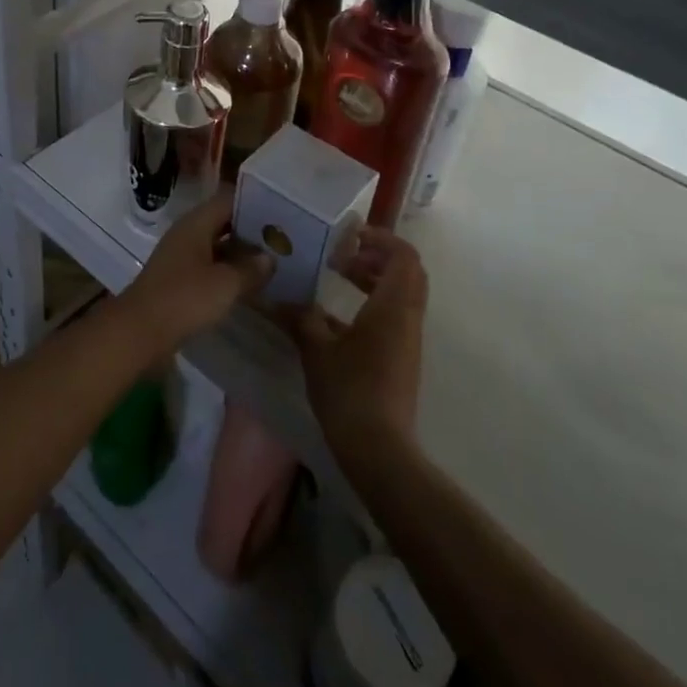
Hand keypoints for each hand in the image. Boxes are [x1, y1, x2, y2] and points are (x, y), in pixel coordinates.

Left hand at [119, 189, 271, 351]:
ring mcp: (181, 257)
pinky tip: (249, 285)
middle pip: (222, 222)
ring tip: (273, 262)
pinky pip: (209, 267)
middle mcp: (187, 234)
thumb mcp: (225, 284)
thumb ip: (251, 268)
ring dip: (240, 254)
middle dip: (250, 230)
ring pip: (216, 247)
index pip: (228, 199)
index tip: (280, 212)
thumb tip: (270, 258)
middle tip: (282, 239)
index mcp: (195, 223)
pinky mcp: (178, 280)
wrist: (140, 331)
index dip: (253, 203)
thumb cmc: (184, 298)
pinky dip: (227, 272)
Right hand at [287, 225, 426, 465]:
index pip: (404, 256)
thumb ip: (301, 317)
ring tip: (339, 278)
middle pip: (407, 272)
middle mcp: (407, 317)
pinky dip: (373, 303)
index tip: (349, 236)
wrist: (380, 449)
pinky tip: (338, 317)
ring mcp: (408, 340)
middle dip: (377, 256)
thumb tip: (278, 298)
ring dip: (375, 279)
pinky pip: (395, 316)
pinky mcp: (403, 358)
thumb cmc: (349, 390)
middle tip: (344, 255)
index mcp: (392, 306)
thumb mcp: (316, 349)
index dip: (381, 238)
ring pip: (402, 294)